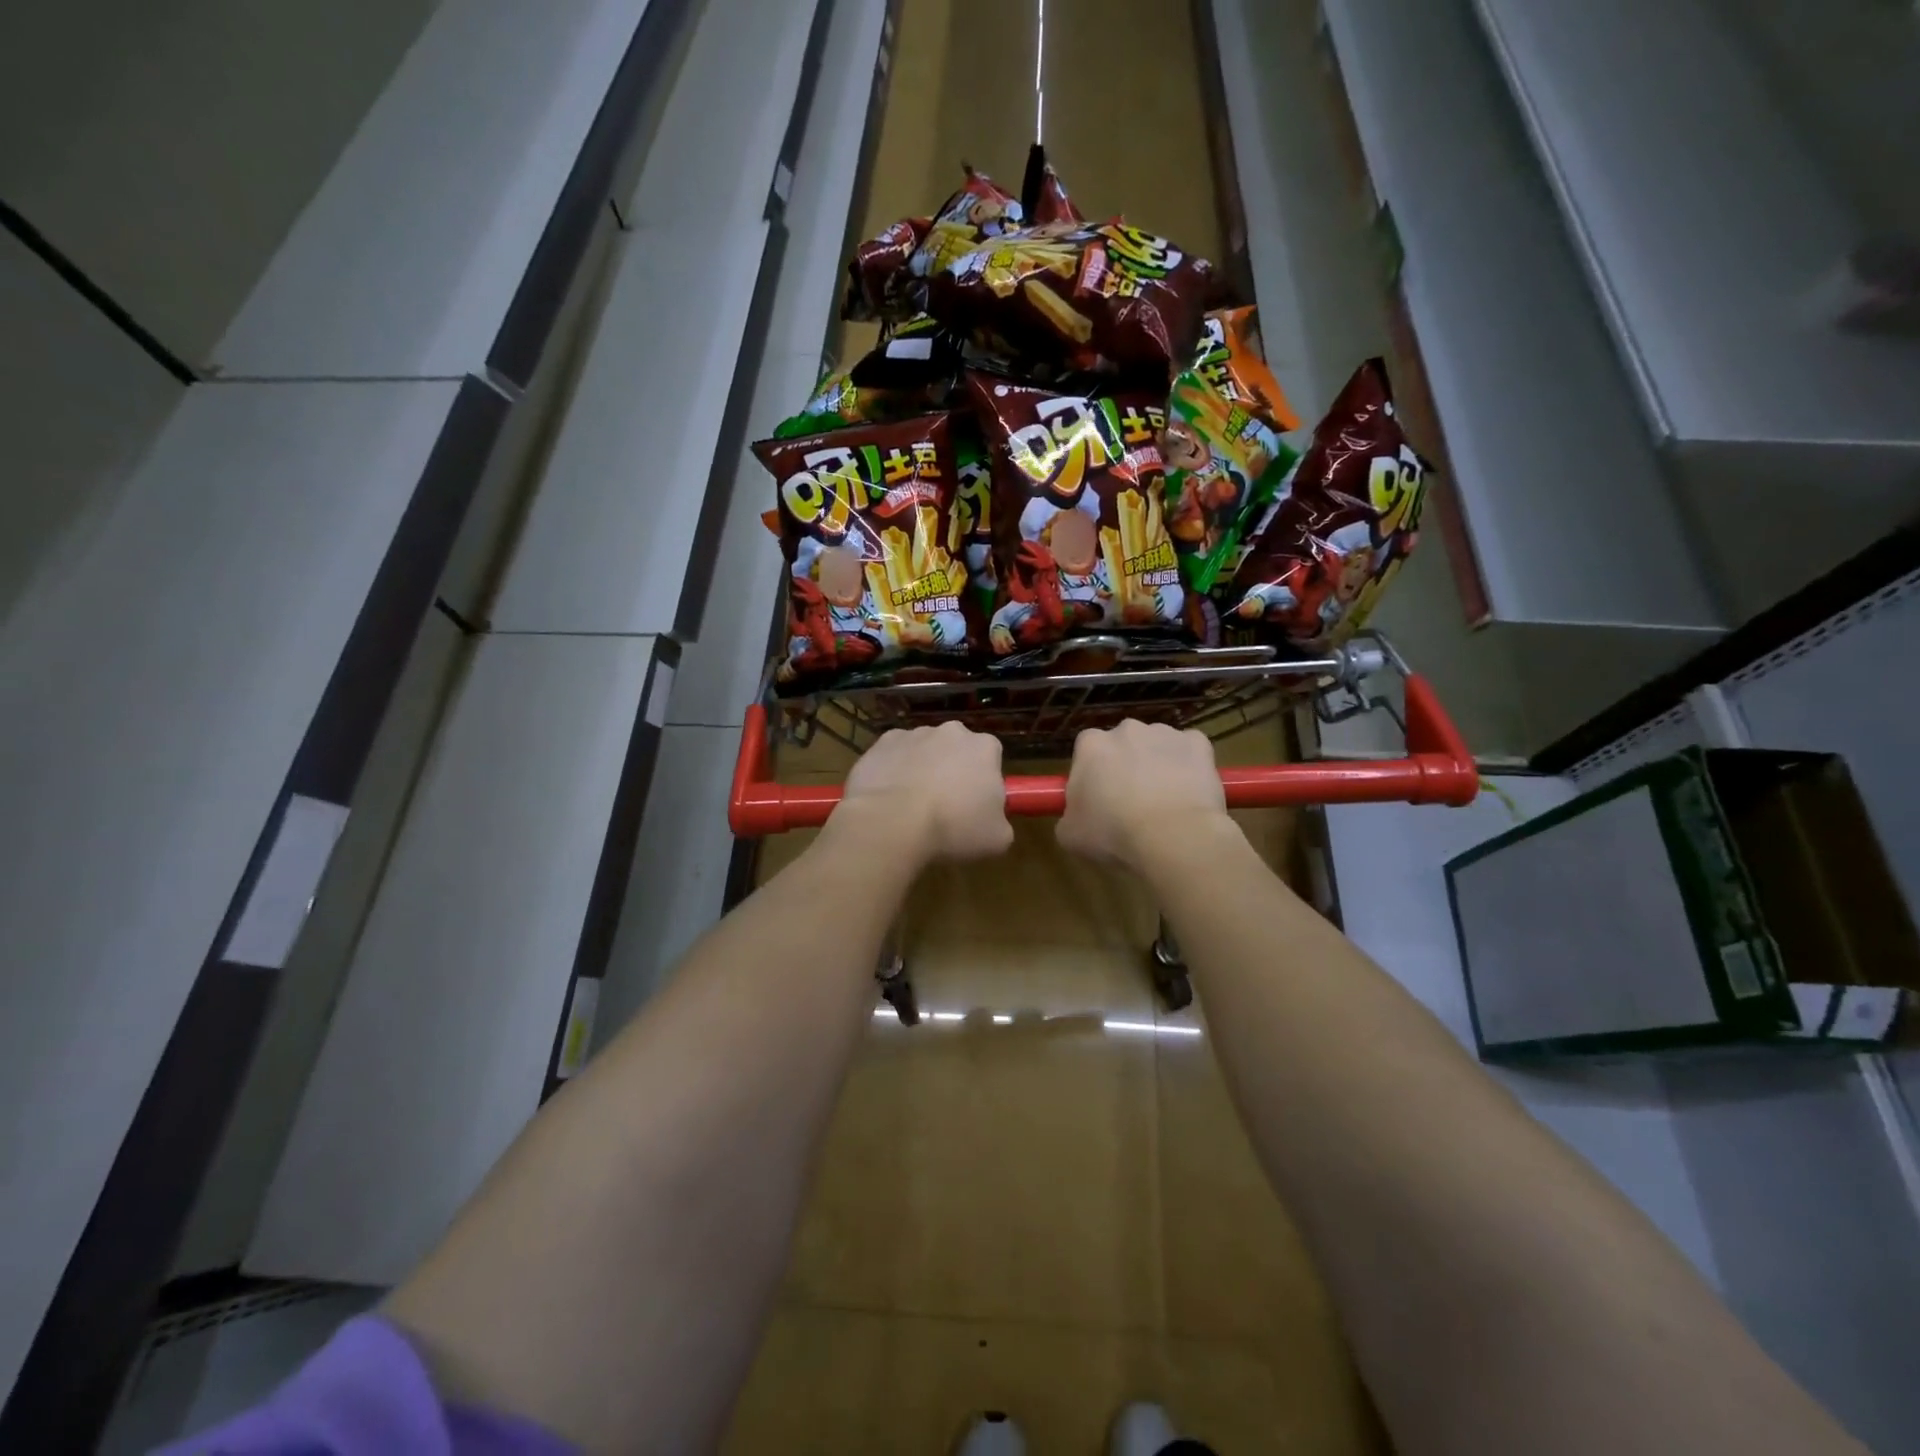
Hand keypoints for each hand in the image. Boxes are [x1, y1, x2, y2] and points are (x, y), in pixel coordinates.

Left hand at [832, 722, 1013, 865]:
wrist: (892, 822)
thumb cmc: (954, 828)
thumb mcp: (997, 838)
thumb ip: (1001, 822)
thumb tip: (992, 822)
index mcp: (984, 747)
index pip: (991, 757)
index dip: (984, 781)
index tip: (976, 806)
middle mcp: (950, 731)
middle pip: (956, 750)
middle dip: (953, 771)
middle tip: (945, 807)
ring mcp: (913, 734)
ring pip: (923, 752)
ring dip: (922, 771)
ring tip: (912, 807)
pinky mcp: (881, 744)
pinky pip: (893, 757)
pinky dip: (893, 772)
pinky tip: (888, 799)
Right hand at [1056, 721, 1230, 872]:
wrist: (1173, 837)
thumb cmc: (1113, 834)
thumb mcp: (1070, 834)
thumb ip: (1069, 816)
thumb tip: (1077, 816)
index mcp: (1091, 745)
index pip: (1086, 752)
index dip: (1092, 775)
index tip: (1098, 800)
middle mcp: (1126, 729)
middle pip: (1123, 745)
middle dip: (1125, 767)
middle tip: (1130, 804)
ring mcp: (1165, 733)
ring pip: (1156, 747)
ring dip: (1157, 766)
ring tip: (1164, 804)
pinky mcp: (1198, 743)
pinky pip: (1190, 752)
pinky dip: (1189, 767)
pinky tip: (1189, 793)